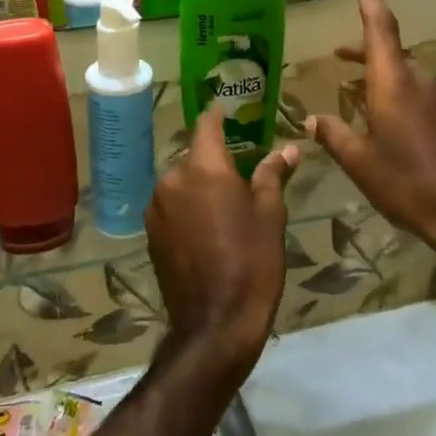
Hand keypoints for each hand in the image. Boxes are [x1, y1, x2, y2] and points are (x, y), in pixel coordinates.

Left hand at [145, 112, 298, 384]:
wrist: (215, 324)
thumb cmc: (252, 263)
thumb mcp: (270, 216)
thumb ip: (272, 175)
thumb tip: (286, 149)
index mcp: (203, 168)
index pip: (207, 125)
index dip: (218, 116)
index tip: (230, 111)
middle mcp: (172, 179)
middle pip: (194, 156)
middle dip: (214, 161)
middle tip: (240, 174)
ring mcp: (156, 206)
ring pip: (181, 182)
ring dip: (198, 186)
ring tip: (225, 208)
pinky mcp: (150, 232)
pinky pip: (171, 206)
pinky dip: (186, 207)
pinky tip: (206, 230)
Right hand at [310, 0, 435, 259]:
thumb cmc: (409, 184)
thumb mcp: (361, 163)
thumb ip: (335, 136)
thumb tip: (312, 120)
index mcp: (393, 83)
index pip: (380, 28)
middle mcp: (419, 81)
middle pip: (390, 53)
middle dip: (364, 52)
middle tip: (339, 58)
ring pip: (404, 76)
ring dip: (380, 78)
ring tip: (356, 95)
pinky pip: (419, 95)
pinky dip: (397, 97)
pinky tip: (387, 124)